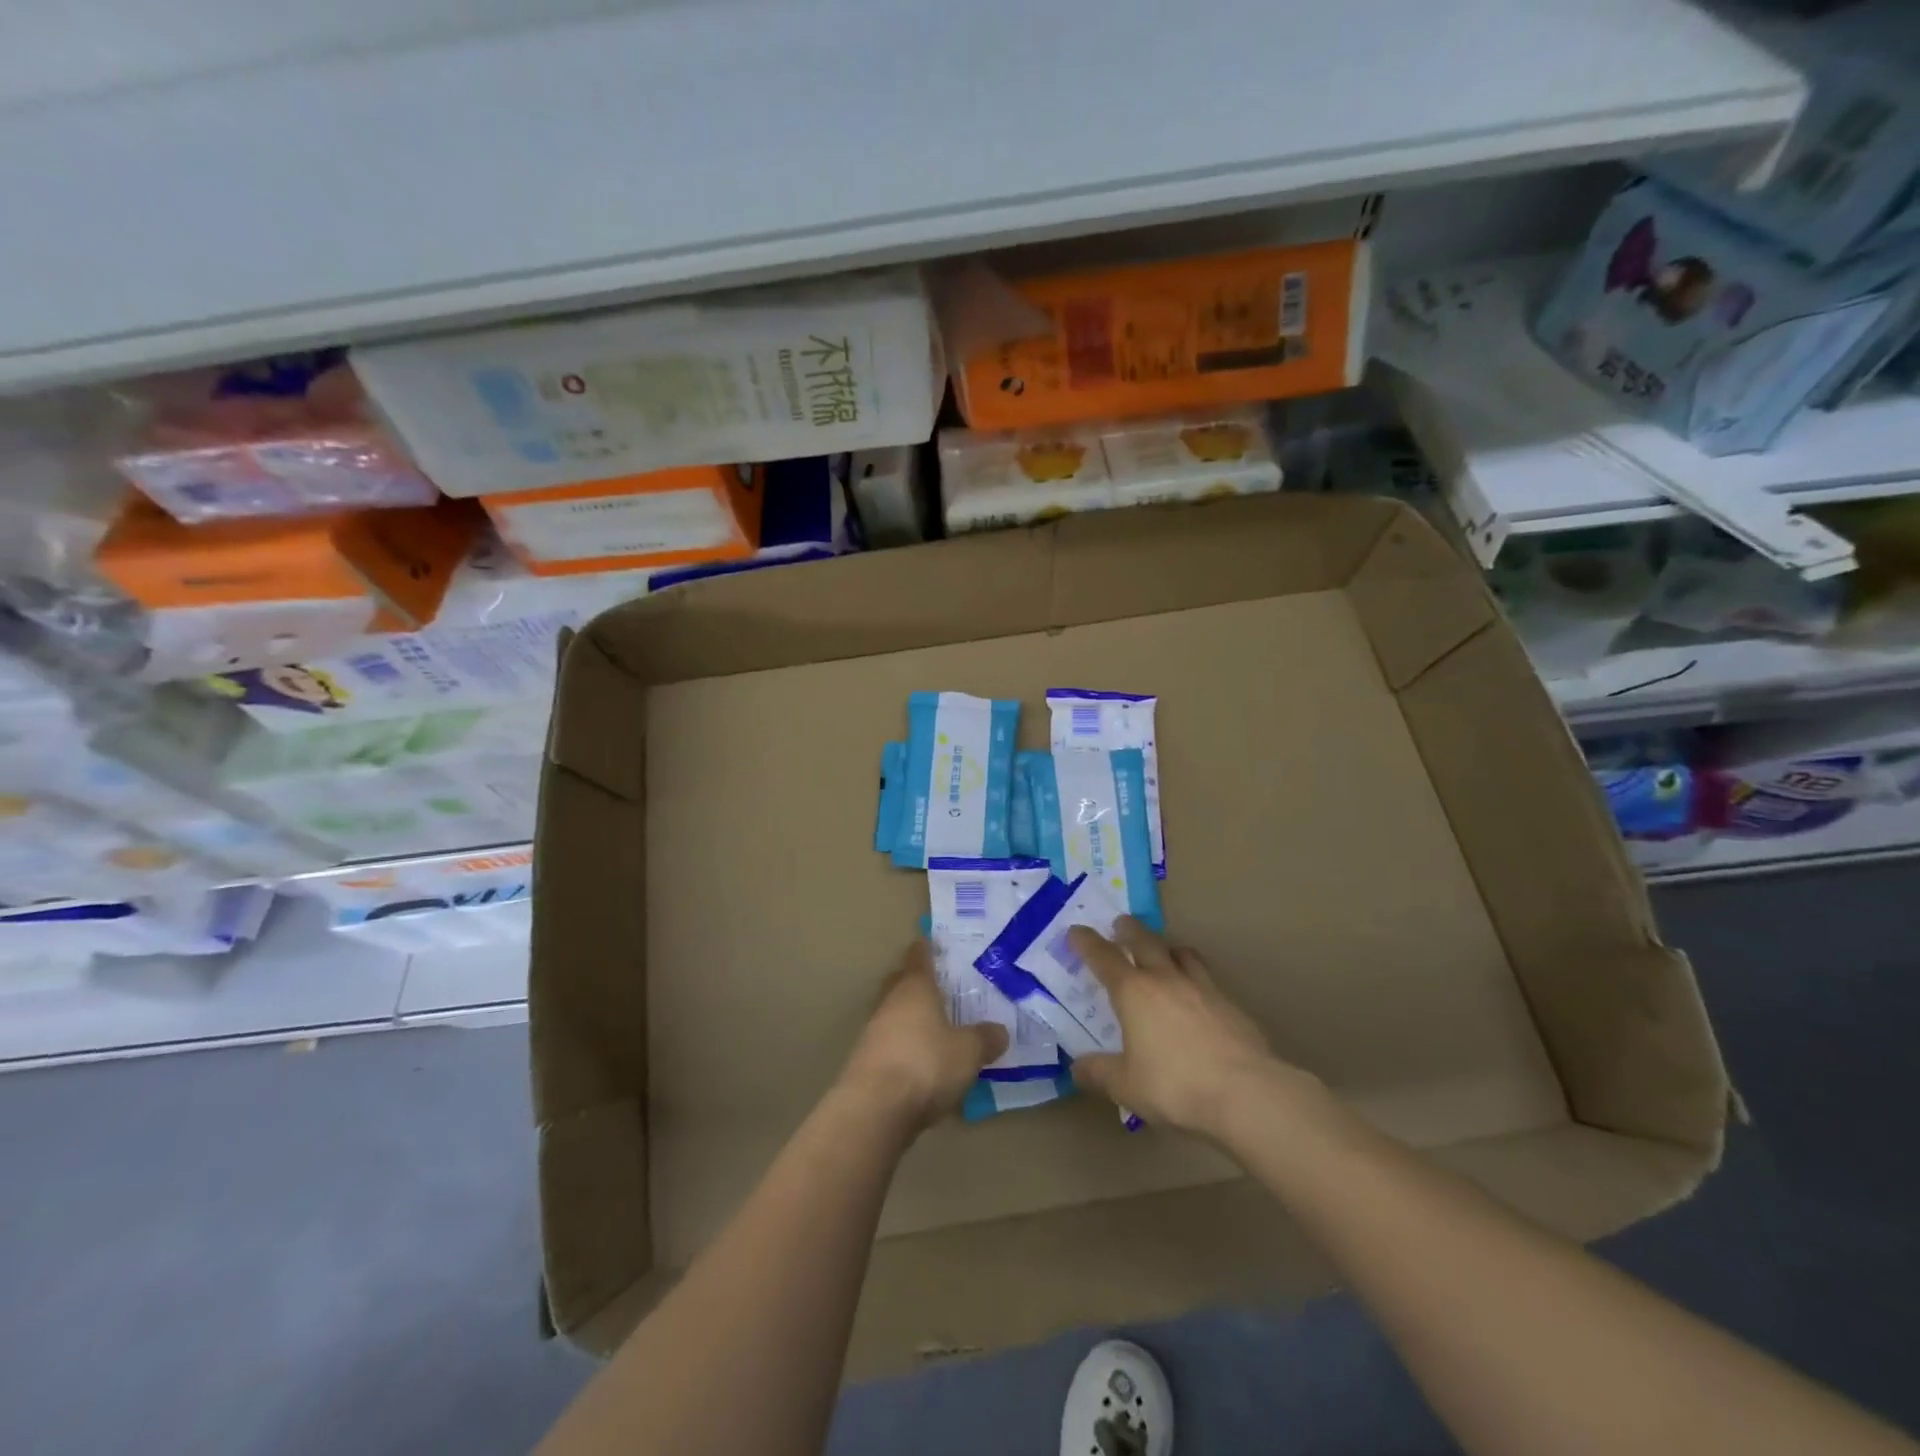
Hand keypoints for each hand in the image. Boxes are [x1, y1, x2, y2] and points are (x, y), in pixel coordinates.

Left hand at [838, 941, 1009, 1132]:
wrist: (874, 1110)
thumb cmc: (926, 1064)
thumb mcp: (969, 1052)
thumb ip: (985, 1038)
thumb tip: (999, 1030)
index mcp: (915, 987)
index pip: (919, 956)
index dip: (928, 948)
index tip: (937, 942)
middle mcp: (891, 1002)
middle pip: (902, 982)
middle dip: (919, 981)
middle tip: (942, 984)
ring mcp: (874, 1031)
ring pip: (896, 1013)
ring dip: (912, 1016)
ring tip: (938, 1025)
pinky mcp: (867, 1062)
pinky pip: (892, 1042)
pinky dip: (906, 1045)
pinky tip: (924, 1060)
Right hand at [1069, 917, 1309, 1136]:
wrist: (1246, 1092)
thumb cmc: (1176, 1086)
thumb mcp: (1127, 1086)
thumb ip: (1099, 1073)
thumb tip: (1076, 1068)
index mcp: (1134, 992)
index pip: (1104, 957)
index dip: (1087, 942)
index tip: (1076, 930)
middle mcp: (1166, 980)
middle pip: (1145, 942)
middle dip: (1129, 930)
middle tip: (1120, 923)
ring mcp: (1202, 989)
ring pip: (1182, 953)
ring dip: (1167, 947)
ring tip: (1164, 951)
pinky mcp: (1231, 1005)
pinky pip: (1207, 979)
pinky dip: (1196, 978)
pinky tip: (1198, 997)